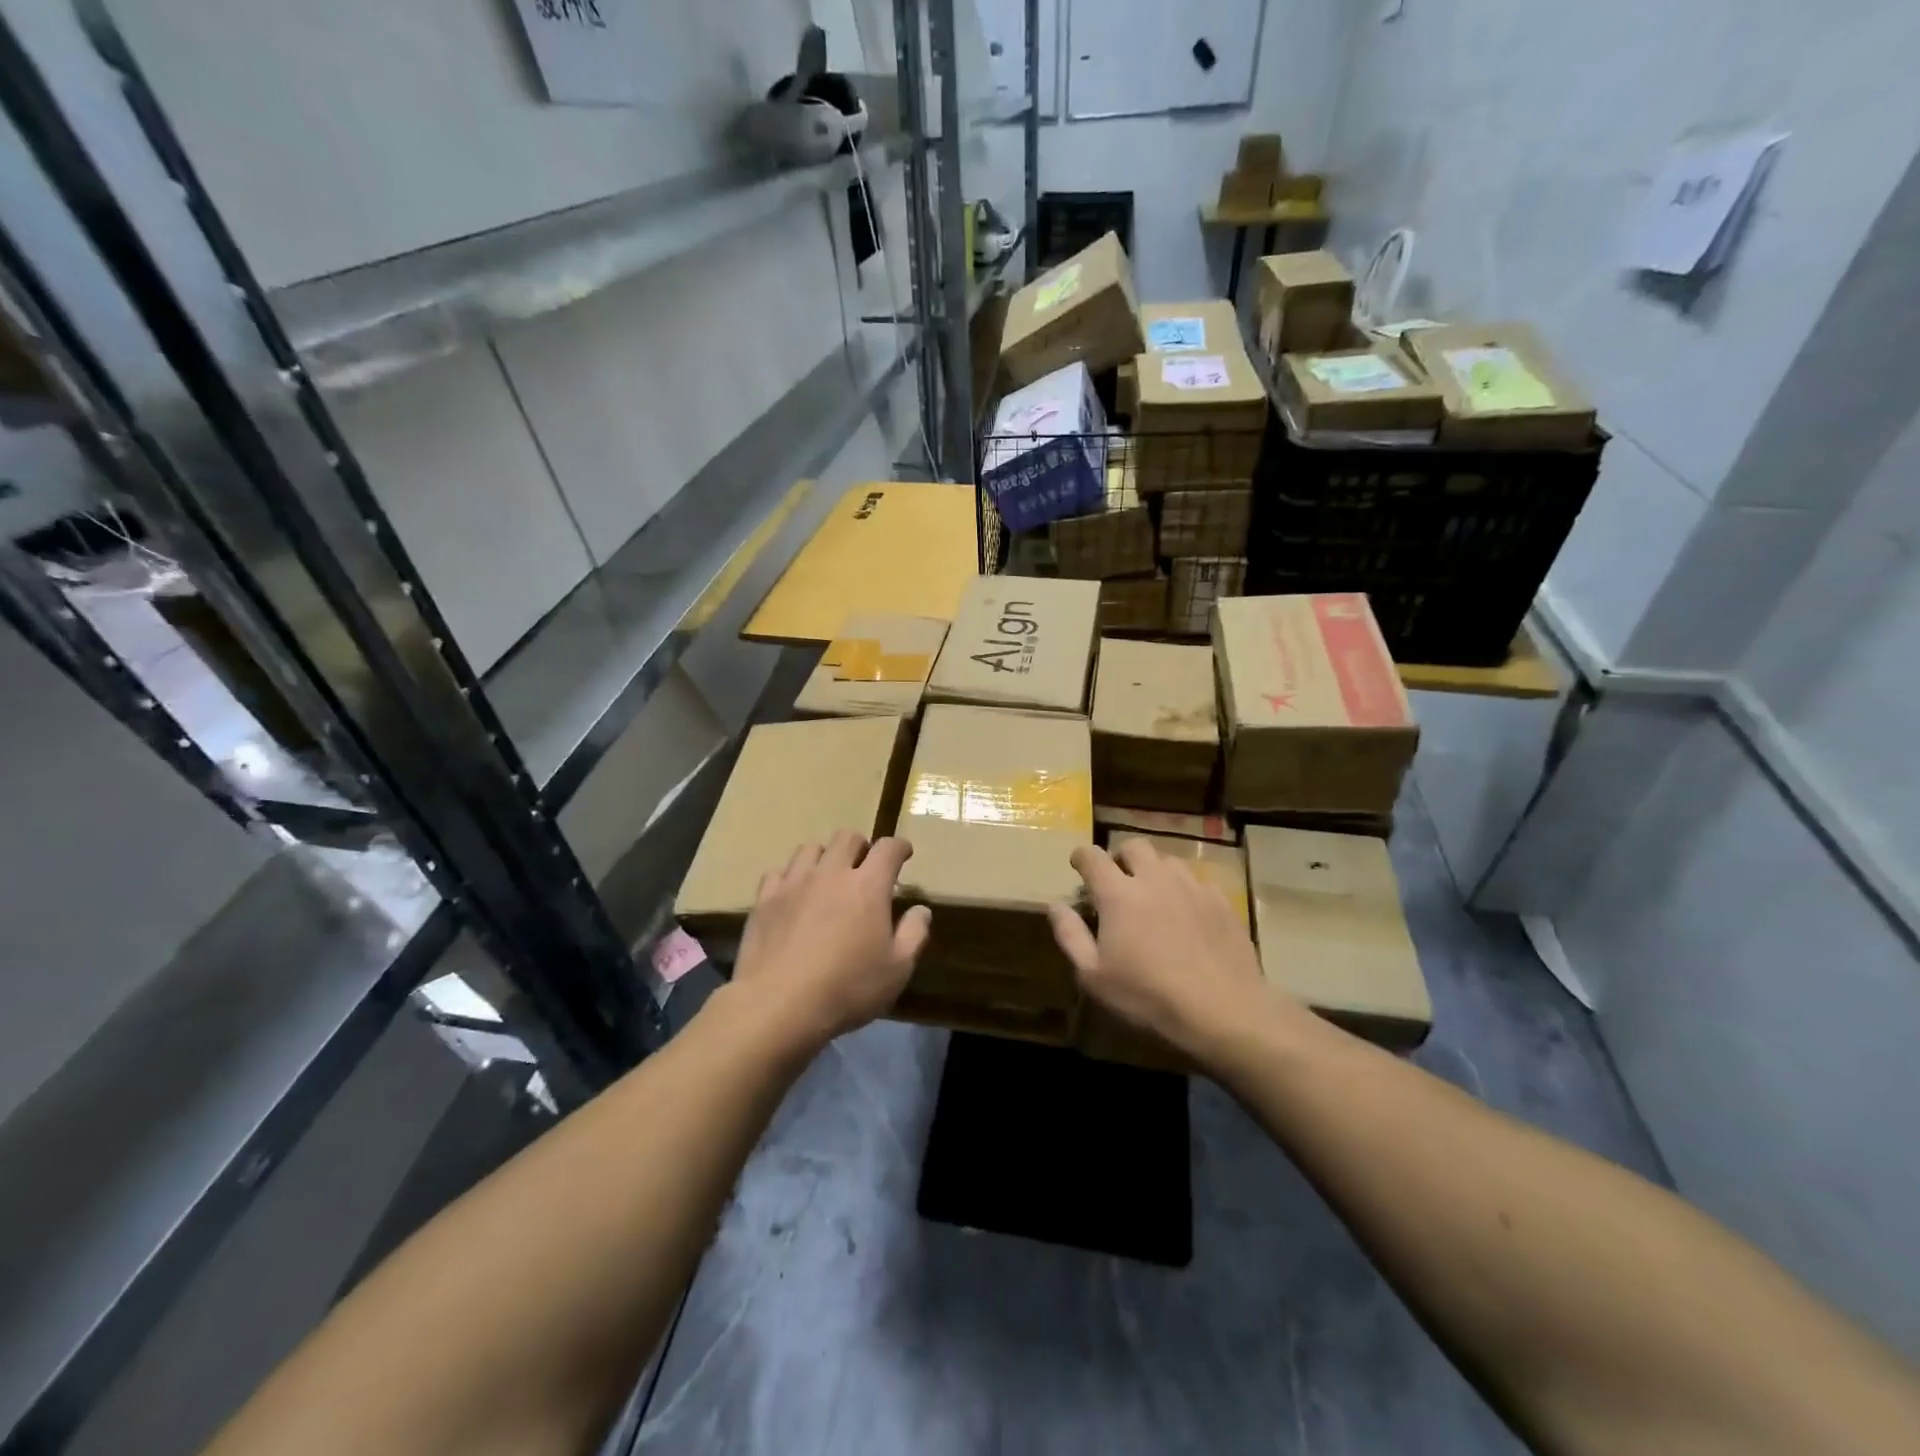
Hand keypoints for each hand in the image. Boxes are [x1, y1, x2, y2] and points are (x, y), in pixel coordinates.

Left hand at [730, 832, 930, 1052]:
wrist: (777, 1005)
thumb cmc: (847, 988)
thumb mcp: (897, 970)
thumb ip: (914, 934)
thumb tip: (921, 909)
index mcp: (868, 886)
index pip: (888, 848)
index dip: (900, 847)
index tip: (904, 854)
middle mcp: (831, 873)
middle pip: (847, 837)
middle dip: (861, 846)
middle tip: (865, 867)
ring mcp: (794, 883)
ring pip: (810, 848)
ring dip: (825, 856)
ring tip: (828, 877)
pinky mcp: (765, 899)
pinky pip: (779, 872)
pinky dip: (791, 876)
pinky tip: (794, 895)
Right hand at [1048, 838, 1276, 1060]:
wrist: (1223, 1011)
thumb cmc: (1148, 997)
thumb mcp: (1094, 976)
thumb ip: (1070, 935)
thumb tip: (1055, 905)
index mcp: (1118, 893)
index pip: (1092, 856)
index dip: (1081, 857)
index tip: (1078, 867)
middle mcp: (1154, 878)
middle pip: (1134, 846)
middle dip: (1121, 858)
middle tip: (1119, 883)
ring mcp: (1192, 886)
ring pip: (1168, 861)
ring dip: (1155, 872)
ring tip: (1155, 898)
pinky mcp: (1221, 901)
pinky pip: (1198, 882)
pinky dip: (1186, 891)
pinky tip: (1189, 916)